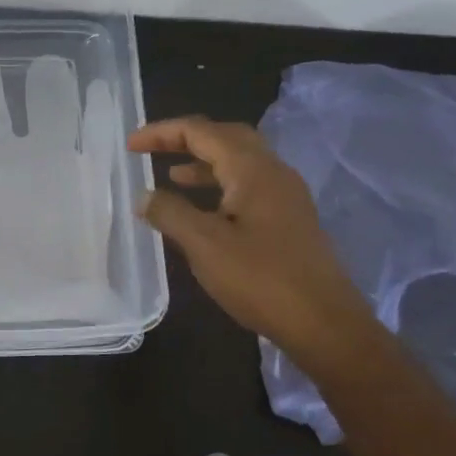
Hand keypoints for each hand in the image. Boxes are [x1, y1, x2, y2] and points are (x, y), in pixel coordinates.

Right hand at [128, 117, 379, 370]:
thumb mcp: (205, 245)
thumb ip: (170, 213)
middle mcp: (273, 172)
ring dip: (203, 163)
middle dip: (186, 139)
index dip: (162, 133)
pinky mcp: (290, 220)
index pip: (201, 132)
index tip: (130, 146)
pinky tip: (204, 210)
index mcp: (253, 169)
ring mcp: (286, 196)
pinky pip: (249, 186)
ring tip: (171, 176)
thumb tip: (144, 196)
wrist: (325, 324)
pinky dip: (219, 186)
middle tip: (152, 150)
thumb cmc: (261, 280)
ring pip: (239, 162)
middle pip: (225, 137)